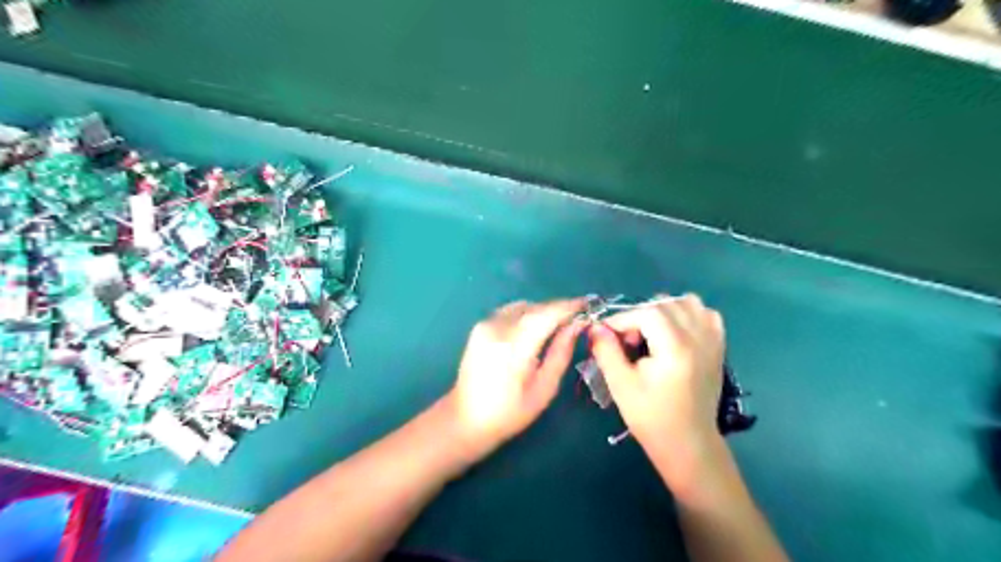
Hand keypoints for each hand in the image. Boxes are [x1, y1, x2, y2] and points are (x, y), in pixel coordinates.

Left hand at [449, 300, 583, 458]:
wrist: (465, 419)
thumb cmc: (509, 413)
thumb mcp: (544, 388)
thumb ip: (561, 352)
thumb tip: (577, 326)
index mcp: (514, 346)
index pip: (547, 314)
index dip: (570, 306)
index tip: (588, 305)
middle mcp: (497, 328)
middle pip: (535, 307)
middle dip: (558, 309)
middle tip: (577, 319)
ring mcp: (485, 325)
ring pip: (523, 306)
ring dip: (542, 311)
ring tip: (557, 326)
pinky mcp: (479, 327)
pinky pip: (510, 312)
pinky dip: (526, 315)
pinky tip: (534, 330)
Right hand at [589, 293, 728, 494]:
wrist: (688, 443)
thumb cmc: (651, 417)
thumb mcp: (620, 385)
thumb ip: (606, 351)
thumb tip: (595, 326)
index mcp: (676, 348)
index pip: (647, 312)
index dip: (622, 319)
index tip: (606, 334)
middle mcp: (698, 338)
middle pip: (665, 303)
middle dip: (640, 315)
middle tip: (628, 340)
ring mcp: (712, 340)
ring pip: (687, 303)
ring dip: (663, 310)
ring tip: (650, 333)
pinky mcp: (718, 346)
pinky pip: (705, 314)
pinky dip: (688, 314)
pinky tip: (675, 332)